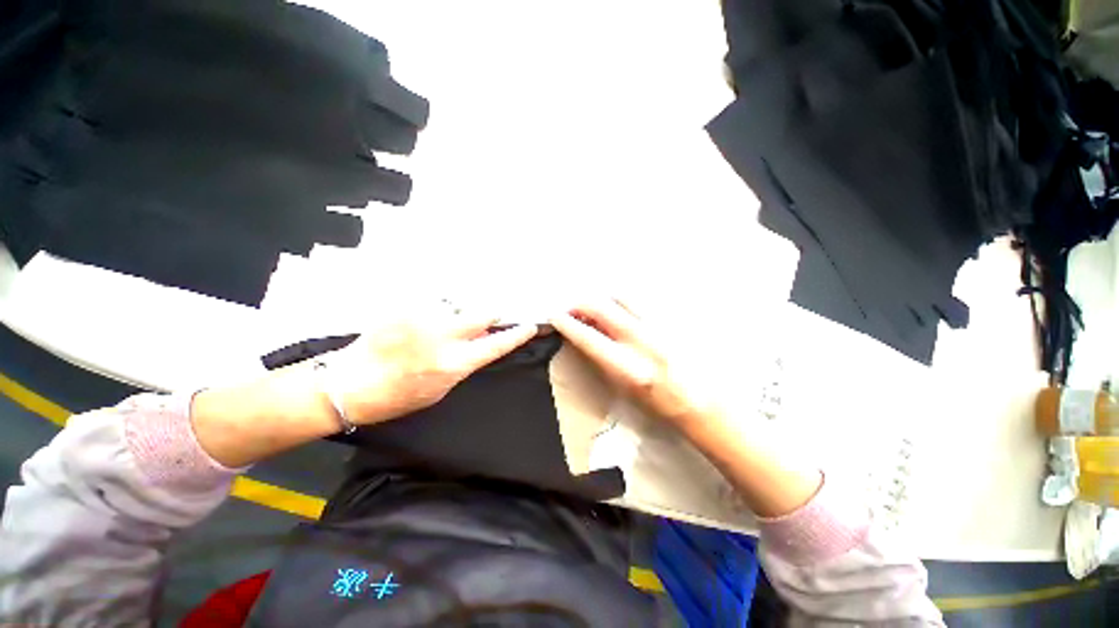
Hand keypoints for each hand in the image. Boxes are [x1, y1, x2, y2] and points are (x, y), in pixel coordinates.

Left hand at [328, 310, 537, 424]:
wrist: (348, 383)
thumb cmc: (396, 396)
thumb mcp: (439, 389)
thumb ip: (464, 364)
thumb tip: (481, 344)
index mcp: (453, 363)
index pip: (496, 345)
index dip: (517, 335)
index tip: (530, 326)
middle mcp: (443, 336)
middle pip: (482, 314)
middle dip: (489, 317)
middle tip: (484, 322)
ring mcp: (424, 319)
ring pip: (457, 308)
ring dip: (456, 317)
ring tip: (436, 330)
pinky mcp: (406, 308)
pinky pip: (433, 305)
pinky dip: (434, 314)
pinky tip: (418, 327)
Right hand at [550, 299, 719, 427]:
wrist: (698, 400)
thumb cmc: (656, 402)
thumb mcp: (621, 387)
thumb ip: (600, 359)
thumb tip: (584, 336)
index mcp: (626, 366)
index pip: (588, 337)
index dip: (567, 324)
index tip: (555, 317)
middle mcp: (640, 341)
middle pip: (601, 308)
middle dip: (580, 305)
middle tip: (573, 311)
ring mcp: (656, 327)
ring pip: (621, 298)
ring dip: (603, 301)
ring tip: (598, 311)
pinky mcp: (668, 320)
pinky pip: (639, 303)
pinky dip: (623, 304)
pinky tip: (621, 313)